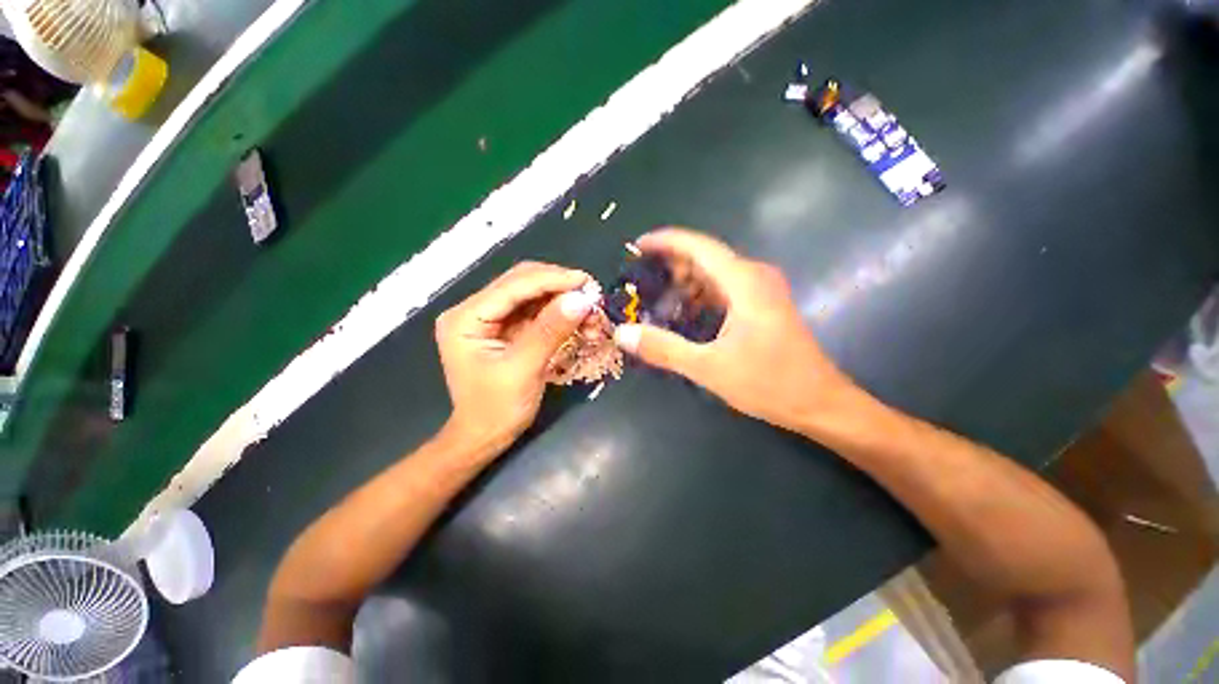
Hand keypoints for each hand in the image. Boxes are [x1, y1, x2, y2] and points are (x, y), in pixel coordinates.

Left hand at [435, 262, 598, 449]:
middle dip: (559, 287)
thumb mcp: (524, 370)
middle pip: (522, 283)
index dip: (552, 280)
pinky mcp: (506, 329)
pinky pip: (537, 311)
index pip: (513, 286)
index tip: (586, 281)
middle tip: (592, 295)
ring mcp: (491, 319)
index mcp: (466, 318)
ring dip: (563, 300)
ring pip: (533, 295)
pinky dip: (559, 314)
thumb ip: (550, 331)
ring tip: (590, 312)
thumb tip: (581, 299)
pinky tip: (579, 320)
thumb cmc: (496, 410)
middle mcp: (475, 310)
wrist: (483, 438)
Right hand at [613, 228, 857, 430]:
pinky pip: (724, 289)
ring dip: (685, 282)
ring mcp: (761, 290)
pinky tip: (684, 313)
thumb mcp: (708, 367)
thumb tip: (622, 334)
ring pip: (714, 273)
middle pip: (705, 257)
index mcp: (743, 282)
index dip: (665, 241)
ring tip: (655, 298)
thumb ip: (663, 349)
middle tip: (640, 281)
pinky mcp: (763, 305)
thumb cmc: (769, 383)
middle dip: (671, 265)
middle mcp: (754, 276)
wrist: (820, 403)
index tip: (637, 246)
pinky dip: (700, 295)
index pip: (698, 246)